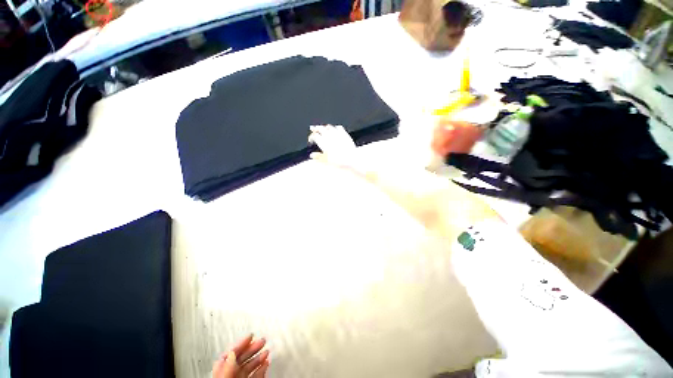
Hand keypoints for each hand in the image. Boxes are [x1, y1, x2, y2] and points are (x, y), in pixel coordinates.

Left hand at [212, 335, 269, 377]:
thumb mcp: (226, 377)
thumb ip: (228, 367)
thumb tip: (232, 353)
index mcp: (222, 372)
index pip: (230, 354)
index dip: (241, 343)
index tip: (251, 335)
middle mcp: (229, 375)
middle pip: (240, 358)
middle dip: (252, 348)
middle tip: (262, 340)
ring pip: (248, 366)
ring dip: (258, 357)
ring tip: (266, 351)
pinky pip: (254, 374)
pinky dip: (261, 368)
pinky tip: (266, 363)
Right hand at [308, 124, 358, 169]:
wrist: (351, 159)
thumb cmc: (339, 161)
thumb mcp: (326, 161)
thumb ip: (318, 157)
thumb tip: (312, 155)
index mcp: (323, 142)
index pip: (314, 136)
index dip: (311, 137)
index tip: (311, 140)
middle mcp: (329, 136)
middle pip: (320, 128)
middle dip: (316, 128)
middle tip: (313, 129)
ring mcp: (337, 134)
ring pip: (328, 126)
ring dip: (324, 127)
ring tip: (322, 129)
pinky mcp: (344, 134)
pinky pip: (338, 127)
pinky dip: (334, 127)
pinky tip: (334, 129)